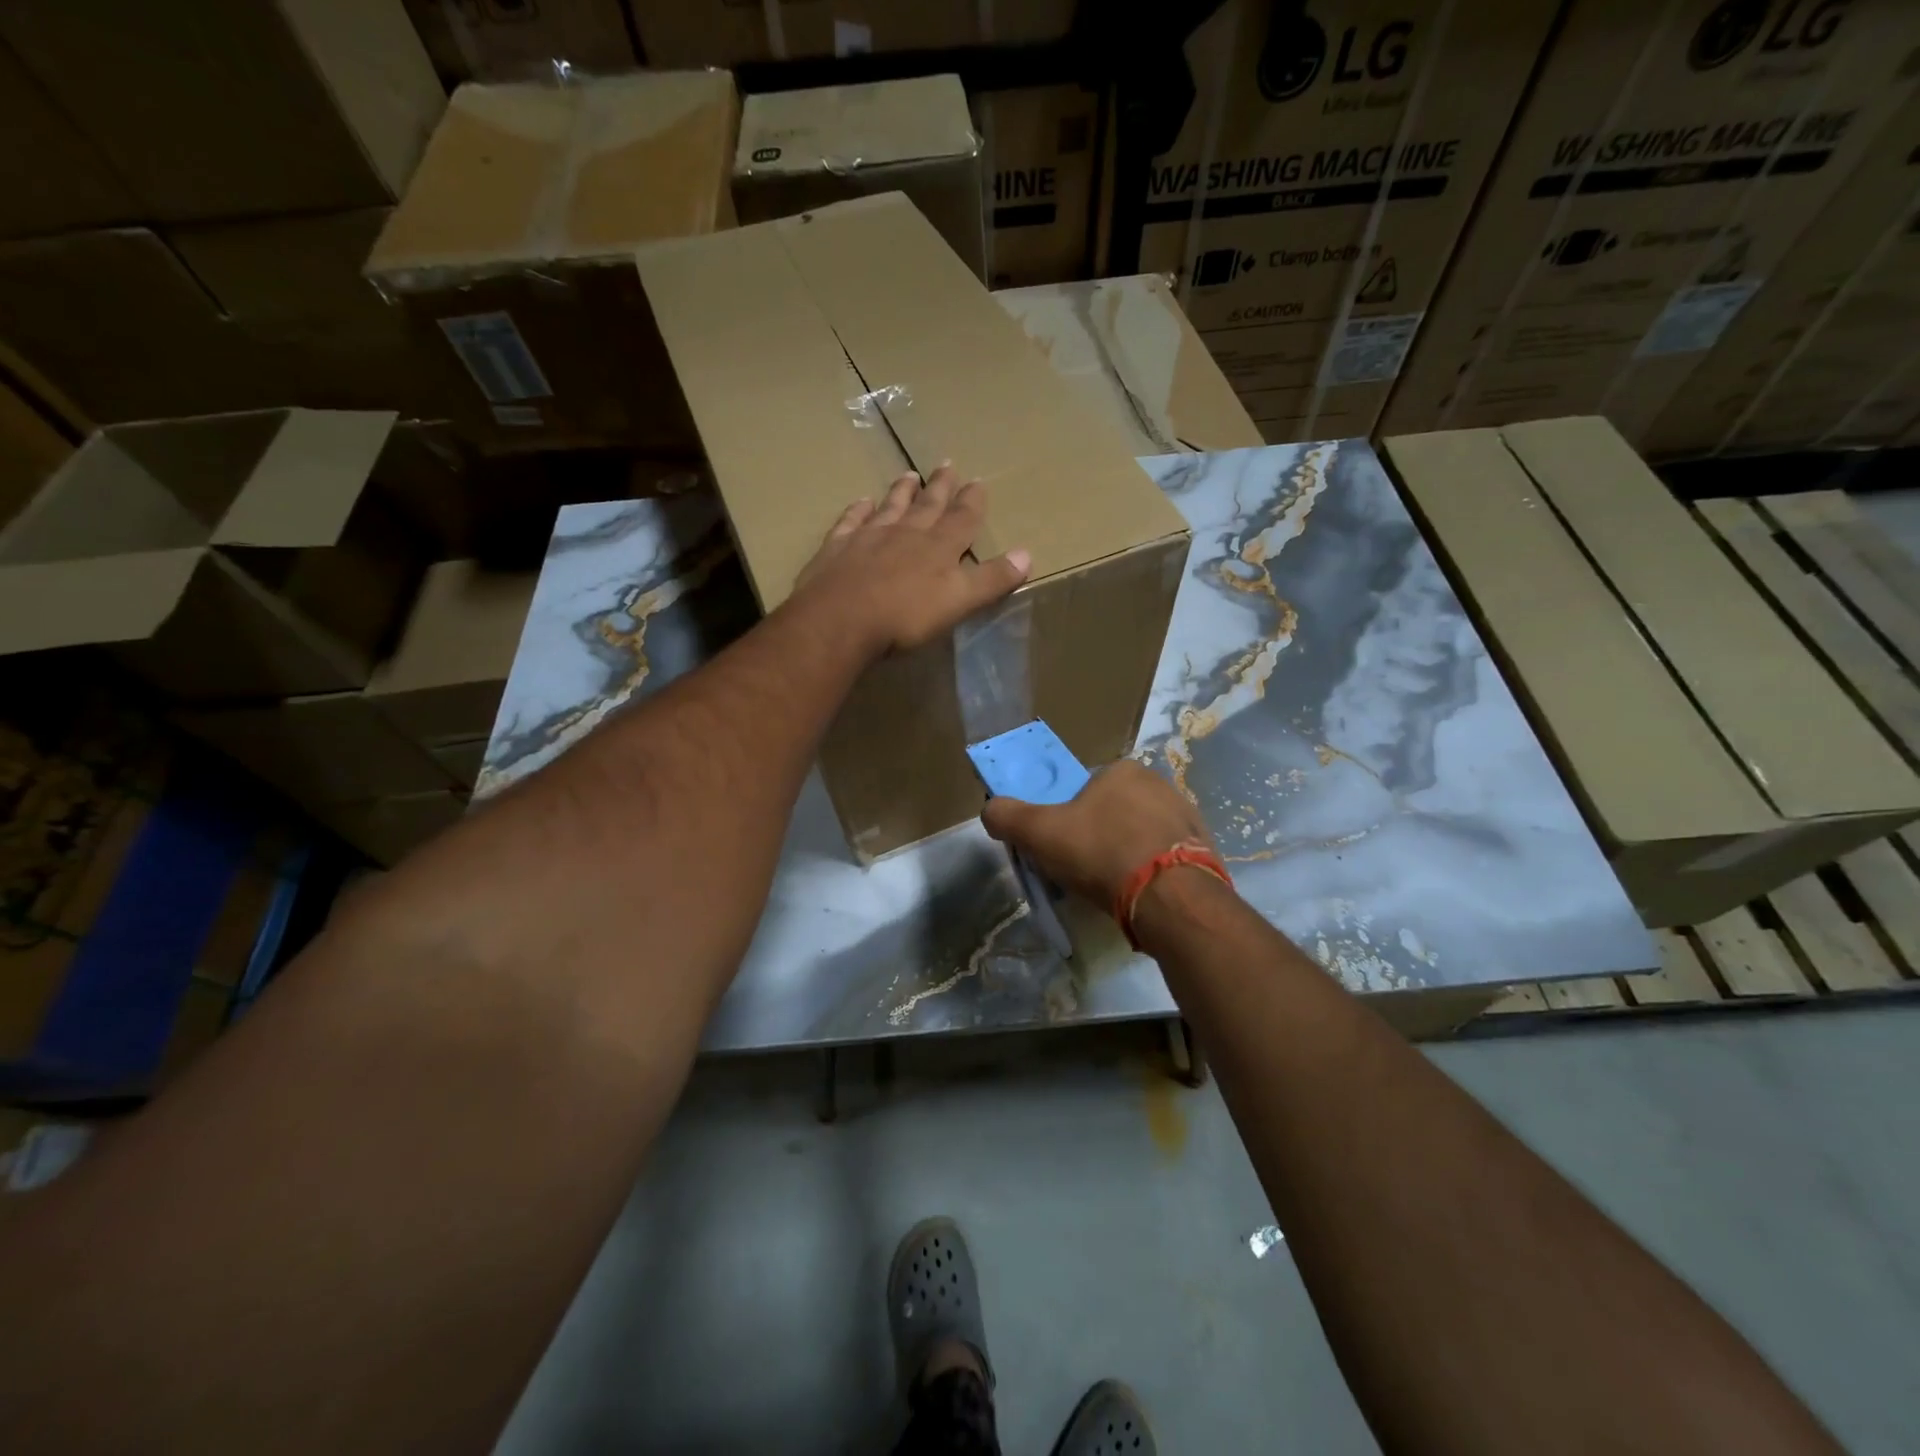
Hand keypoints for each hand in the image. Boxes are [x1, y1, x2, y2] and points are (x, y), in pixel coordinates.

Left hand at [791, 466, 1030, 655]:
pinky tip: (861, 502)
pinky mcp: (837, 548)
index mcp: (939, 547)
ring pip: (890, 507)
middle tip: (947, 463)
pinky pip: (850, 522)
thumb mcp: (959, 601)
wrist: (840, 620)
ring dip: (901, 491)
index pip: (962, 518)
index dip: (972, 501)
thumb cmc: (905, 616)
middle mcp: (906, 534)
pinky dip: (858, 510)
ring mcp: (868, 537)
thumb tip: (1026, 554)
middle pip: (927, 505)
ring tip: (909, 475)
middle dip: (940, 486)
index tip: (978, 481)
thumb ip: (991, 579)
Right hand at [981, 760, 1217, 909]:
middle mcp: (1159, 783)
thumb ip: (1007, 816)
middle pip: (1112, 811)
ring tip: (1112, 887)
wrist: (1171, 898)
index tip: (1061, 846)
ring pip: (1140, 834)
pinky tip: (1140, 893)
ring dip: (1125, 854)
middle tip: (1083, 870)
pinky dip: (1151, 870)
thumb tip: (990, 810)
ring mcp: (1187, 815)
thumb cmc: (1101, 853)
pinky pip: (1166, 856)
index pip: (1084, 789)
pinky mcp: (1205, 848)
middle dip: (1097, 836)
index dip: (1067, 817)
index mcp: (1122, 770)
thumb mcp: (1039, 833)